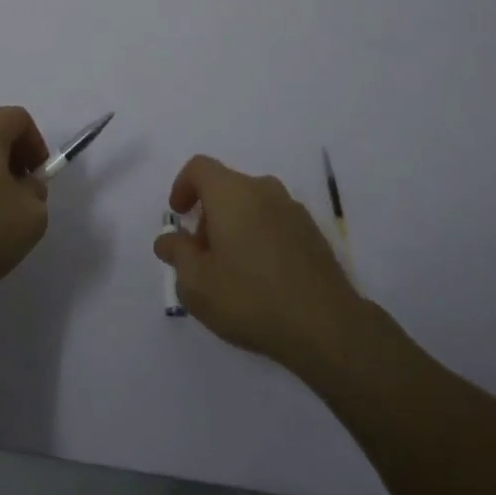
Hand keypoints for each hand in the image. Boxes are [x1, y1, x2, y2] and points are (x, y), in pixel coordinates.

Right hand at [153, 154, 364, 370]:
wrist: (326, 327)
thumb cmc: (250, 298)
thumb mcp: (196, 284)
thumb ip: (177, 254)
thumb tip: (169, 239)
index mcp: (232, 192)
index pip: (199, 167)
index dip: (182, 186)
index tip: (178, 216)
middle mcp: (263, 190)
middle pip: (226, 187)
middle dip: (208, 214)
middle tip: (202, 254)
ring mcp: (293, 210)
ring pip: (252, 205)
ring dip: (235, 226)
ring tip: (232, 270)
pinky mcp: (314, 234)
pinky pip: (275, 223)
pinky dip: (260, 237)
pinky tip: (262, 278)